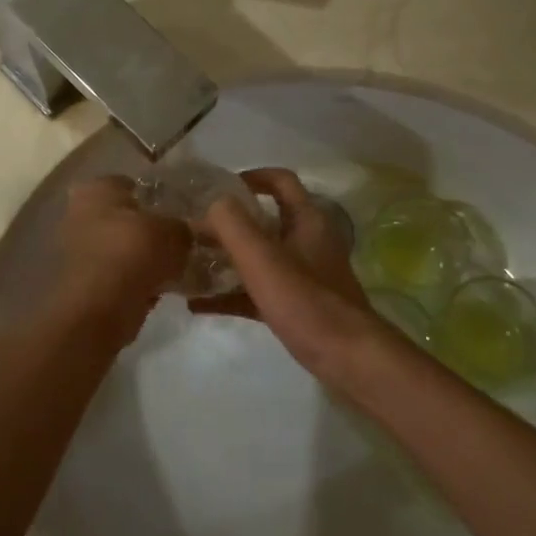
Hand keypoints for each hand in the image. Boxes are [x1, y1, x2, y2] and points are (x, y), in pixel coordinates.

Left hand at [42, 176, 190, 347]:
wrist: (102, 307)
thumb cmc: (134, 252)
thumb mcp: (174, 233)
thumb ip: (183, 228)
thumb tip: (187, 233)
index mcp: (97, 190)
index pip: (129, 183)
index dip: (155, 194)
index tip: (177, 209)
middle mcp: (80, 213)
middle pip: (124, 217)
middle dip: (148, 228)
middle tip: (178, 238)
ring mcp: (78, 249)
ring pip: (121, 247)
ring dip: (142, 256)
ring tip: (175, 265)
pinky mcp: (84, 281)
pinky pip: (119, 274)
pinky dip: (136, 279)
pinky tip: (162, 287)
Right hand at [194, 169, 390, 384]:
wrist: (348, 358)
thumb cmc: (305, 300)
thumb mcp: (262, 258)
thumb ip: (233, 224)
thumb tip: (212, 203)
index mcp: (306, 220)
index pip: (280, 180)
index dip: (251, 176)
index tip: (217, 186)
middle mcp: (307, 241)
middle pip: (264, 220)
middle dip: (228, 223)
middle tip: (192, 229)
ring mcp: (303, 275)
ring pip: (258, 258)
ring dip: (225, 259)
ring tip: (187, 264)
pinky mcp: (296, 305)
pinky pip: (257, 291)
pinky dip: (230, 294)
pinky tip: (198, 305)